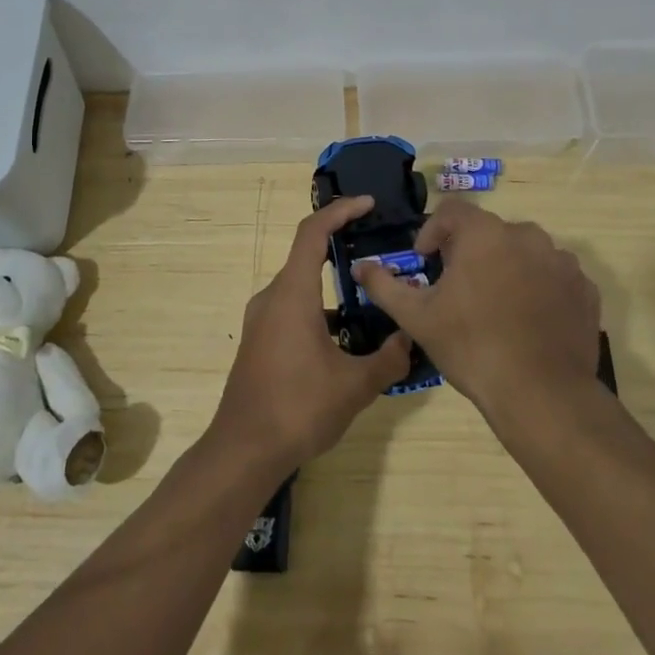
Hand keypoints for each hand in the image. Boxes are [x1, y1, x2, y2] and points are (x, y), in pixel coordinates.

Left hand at [210, 195, 410, 474]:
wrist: (244, 450)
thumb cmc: (299, 408)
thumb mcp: (355, 385)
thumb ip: (389, 359)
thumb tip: (410, 340)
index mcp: (293, 294)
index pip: (313, 233)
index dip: (340, 211)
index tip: (368, 204)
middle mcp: (272, 297)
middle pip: (307, 256)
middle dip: (343, 248)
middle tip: (380, 253)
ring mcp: (262, 320)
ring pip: (302, 287)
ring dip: (334, 287)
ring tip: (372, 301)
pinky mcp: (260, 341)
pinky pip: (293, 309)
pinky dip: (320, 310)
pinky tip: (346, 339)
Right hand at [354, 199, 600, 421]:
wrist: (541, 394)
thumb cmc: (471, 346)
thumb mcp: (417, 317)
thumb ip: (384, 285)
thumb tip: (361, 268)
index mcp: (484, 234)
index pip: (452, 211)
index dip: (432, 232)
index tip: (426, 262)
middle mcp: (527, 236)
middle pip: (489, 232)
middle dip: (469, 252)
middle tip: (457, 289)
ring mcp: (561, 262)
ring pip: (523, 252)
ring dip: (505, 267)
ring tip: (494, 305)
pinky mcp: (584, 289)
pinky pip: (553, 276)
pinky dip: (538, 287)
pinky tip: (526, 320)